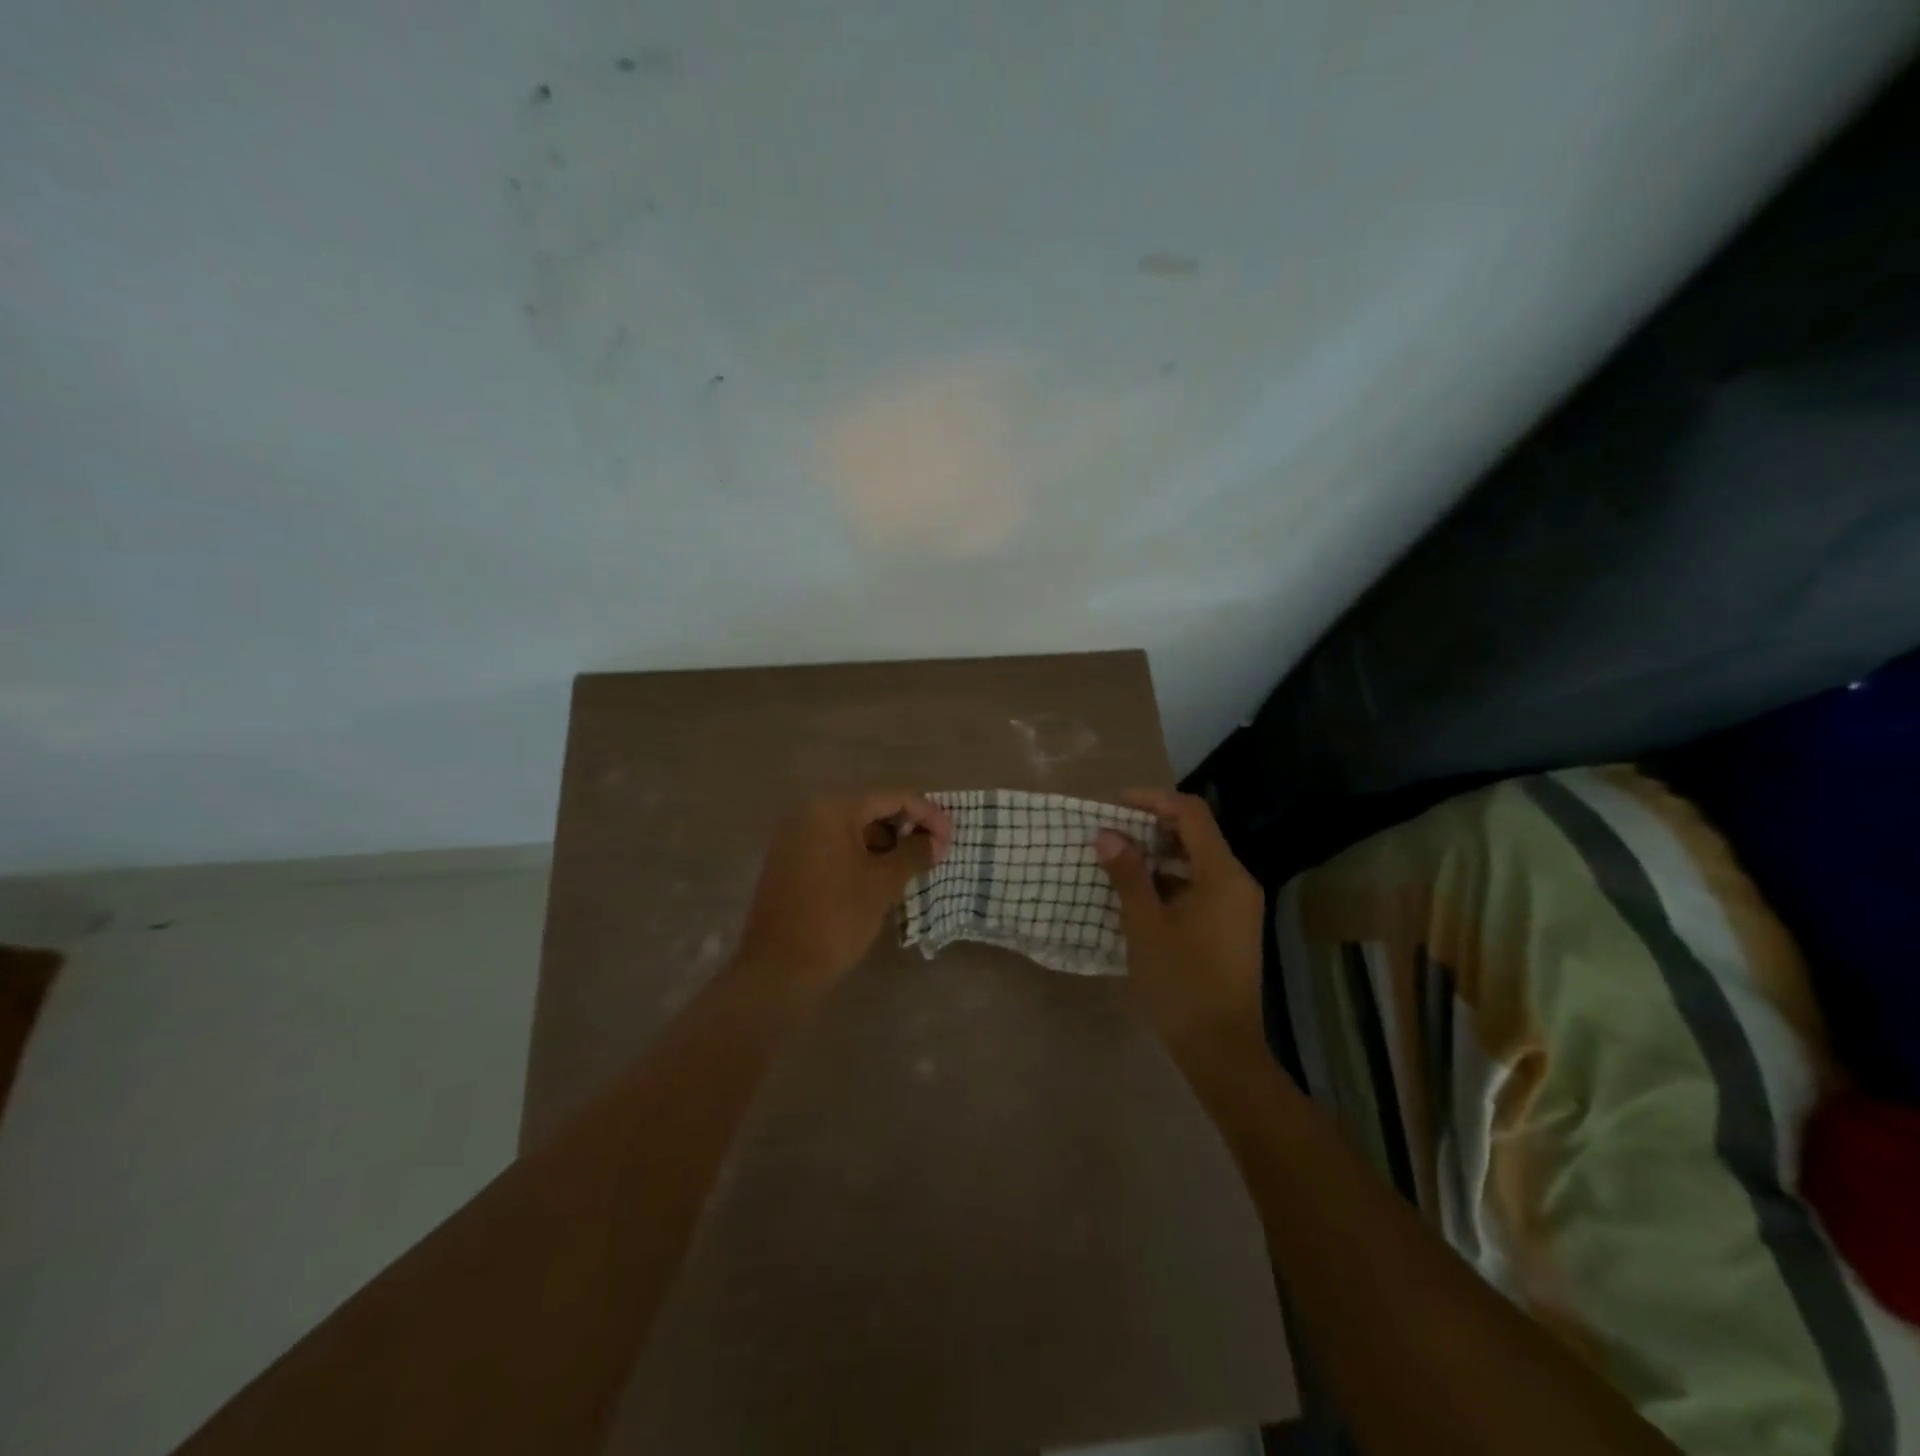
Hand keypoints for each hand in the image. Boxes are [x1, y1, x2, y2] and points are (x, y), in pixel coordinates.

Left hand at [734, 792, 951, 995]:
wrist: (778, 969)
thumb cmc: (836, 918)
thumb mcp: (883, 884)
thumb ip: (914, 854)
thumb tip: (936, 842)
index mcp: (831, 810)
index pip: (891, 798)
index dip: (927, 815)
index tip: (951, 839)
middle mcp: (809, 813)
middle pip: (870, 808)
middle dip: (907, 827)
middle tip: (935, 851)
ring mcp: (795, 837)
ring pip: (852, 828)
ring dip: (886, 842)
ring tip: (913, 865)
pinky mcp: (790, 861)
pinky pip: (834, 846)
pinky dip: (862, 854)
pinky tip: (882, 875)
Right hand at [1094, 790, 1265, 1056]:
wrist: (1221, 1049)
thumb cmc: (1181, 983)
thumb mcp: (1145, 926)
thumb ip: (1128, 875)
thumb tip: (1107, 835)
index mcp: (1223, 875)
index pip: (1191, 813)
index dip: (1153, 800)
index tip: (1115, 805)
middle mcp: (1238, 882)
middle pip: (1196, 834)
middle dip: (1153, 826)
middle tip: (1111, 831)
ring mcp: (1238, 905)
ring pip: (1197, 861)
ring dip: (1159, 854)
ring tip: (1118, 859)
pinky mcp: (1232, 925)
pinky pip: (1201, 885)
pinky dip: (1171, 879)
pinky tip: (1140, 894)